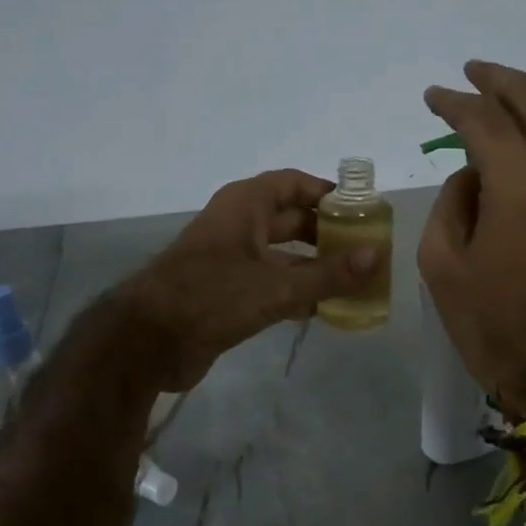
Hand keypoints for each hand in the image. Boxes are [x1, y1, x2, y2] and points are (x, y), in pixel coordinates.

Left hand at [116, 170, 378, 391]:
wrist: (148, 342)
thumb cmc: (211, 296)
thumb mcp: (275, 286)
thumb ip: (328, 274)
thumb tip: (377, 256)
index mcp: (246, 205)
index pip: (294, 184)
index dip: (328, 194)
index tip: (363, 212)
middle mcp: (240, 225)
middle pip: (294, 219)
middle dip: (329, 234)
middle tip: (368, 251)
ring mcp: (232, 259)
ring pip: (285, 255)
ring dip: (317, 267)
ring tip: (357, 282)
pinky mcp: (229, 292)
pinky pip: (273, 283)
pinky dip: (298, 292)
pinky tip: (327, 309)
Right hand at [418, 61, 525, 416]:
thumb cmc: (495, 323)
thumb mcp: (442, 264)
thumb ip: (453, 201)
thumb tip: (475, 173)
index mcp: (520, 180)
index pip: (483, 119)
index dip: (453, 103)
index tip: (433, 97)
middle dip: (497, 80)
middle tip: (471, 72)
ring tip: (517, 82)